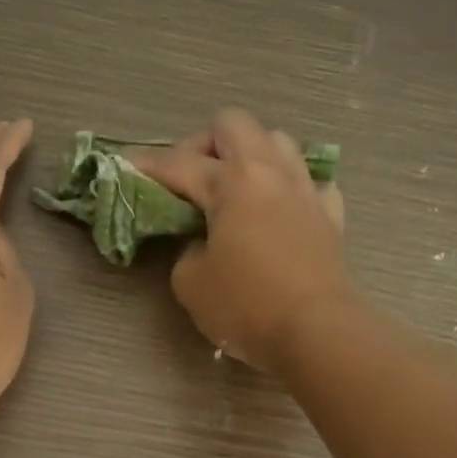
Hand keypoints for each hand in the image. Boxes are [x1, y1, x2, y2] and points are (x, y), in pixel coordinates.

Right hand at [131, 108, 352, 373]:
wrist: (317, 333)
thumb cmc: (247, 307)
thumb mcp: (191, 283)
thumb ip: (185, 250)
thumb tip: (200, 242)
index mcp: (232, 182)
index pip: (178, 163)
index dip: (146, 165)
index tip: (126, 167)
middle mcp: (270, 172)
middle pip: (232, 124)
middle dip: (202, 144)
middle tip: (189, 179)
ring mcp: (306, 190)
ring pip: (277, 141)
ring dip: (250, 155)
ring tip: (234, 190)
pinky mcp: (330, 215)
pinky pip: (310, 182)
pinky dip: (289, 188)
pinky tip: (278, 211)